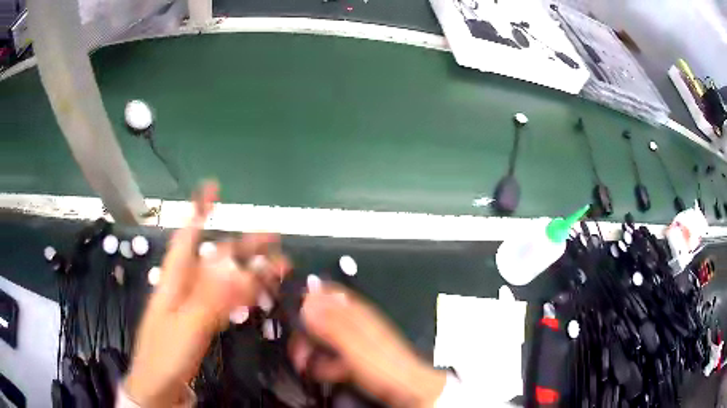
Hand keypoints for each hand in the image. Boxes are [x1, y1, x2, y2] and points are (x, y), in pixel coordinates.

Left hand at [124, 182, 289, 406]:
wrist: (158, 386)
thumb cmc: (165, 354)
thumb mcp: (187, 325)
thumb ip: (212, 297)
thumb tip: (237, 267)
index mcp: (174, 280)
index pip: (186, 236)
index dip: (199, 211)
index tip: (213, 189)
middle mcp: (184, 286)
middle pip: (214, 258)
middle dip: (242, 245)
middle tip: (273, 239)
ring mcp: (193, 305)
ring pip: (223, 280)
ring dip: (248, 271)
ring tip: (275, 268)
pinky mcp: (201, 322)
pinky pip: (224, 302)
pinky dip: (242, 295)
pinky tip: (255, 294)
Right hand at [289, 283, 445, 407]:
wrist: (406, 388)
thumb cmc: (380, 364)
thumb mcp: (353, 343)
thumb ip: (330, 321)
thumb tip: (307, 296)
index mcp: (356, 313)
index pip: (328, 294)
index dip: (308, 299)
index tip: (292, 314)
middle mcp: (356, 323)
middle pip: (323, 318)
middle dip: (306, 333)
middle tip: (297, 351)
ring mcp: (356, 342)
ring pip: (326, 339)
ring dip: (313, 351)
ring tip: (305, 365)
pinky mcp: (356, 359)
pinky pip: (334, 356)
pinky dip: (325, 364)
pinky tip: (322, 373)